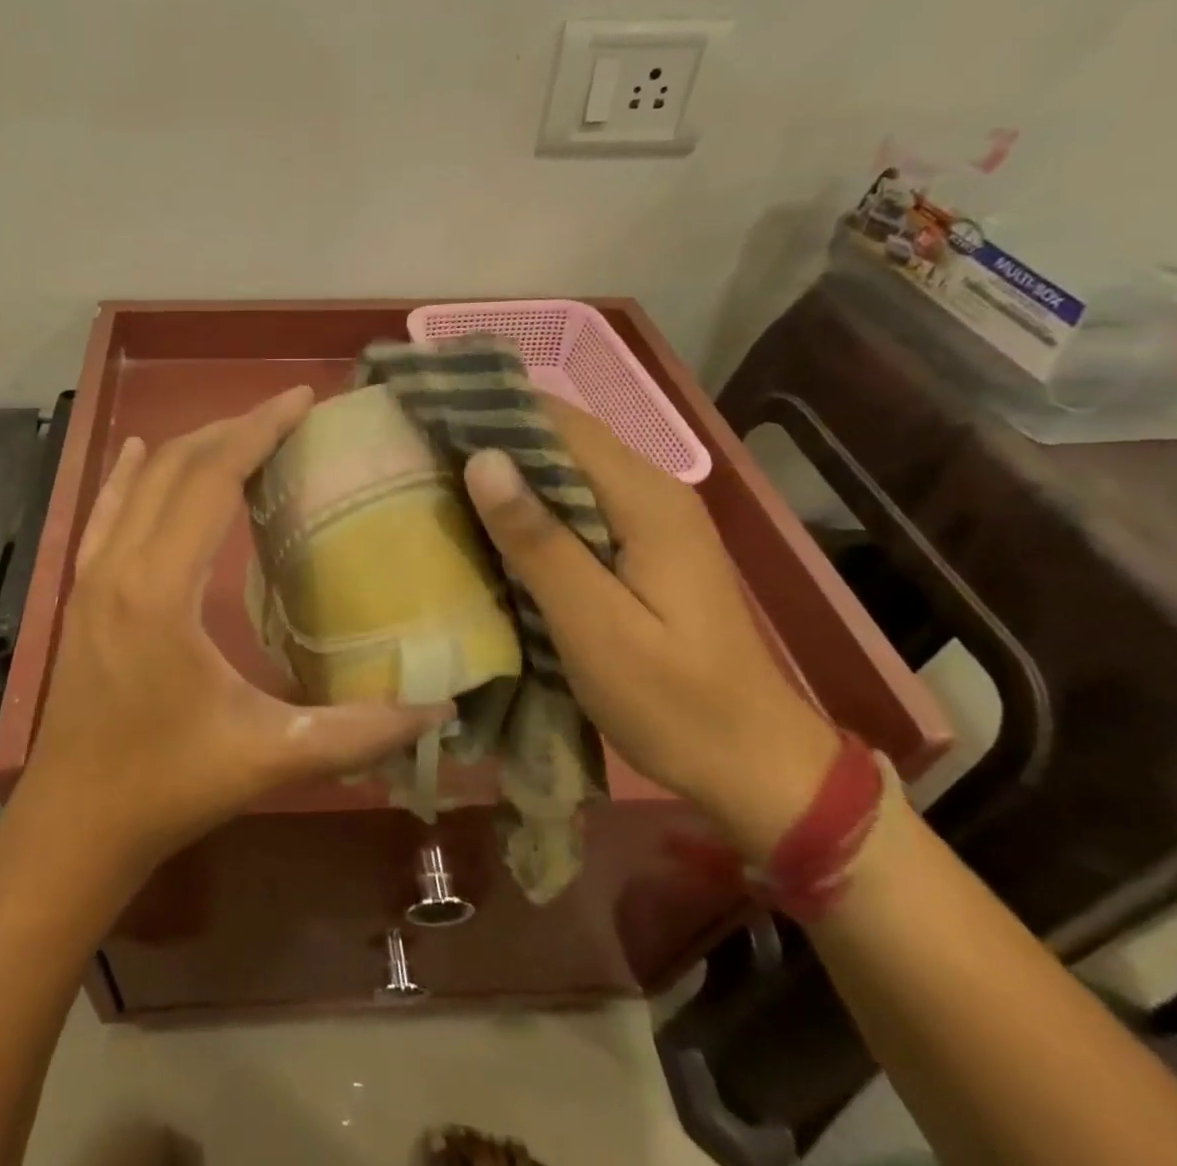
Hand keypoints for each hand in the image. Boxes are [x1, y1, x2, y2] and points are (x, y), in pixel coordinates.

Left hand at [19, 386, 452, 875]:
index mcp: (160, 588)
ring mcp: (90, 576)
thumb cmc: (168, 786)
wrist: (73, 825)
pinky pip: (102, 513)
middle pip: (178, 467)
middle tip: (288, 411)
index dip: (259, 430)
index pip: (212, 478)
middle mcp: (119, 565)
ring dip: (191, 447)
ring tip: (241, 429)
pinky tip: (139, 450)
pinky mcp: (79, 592)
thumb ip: (359, 731)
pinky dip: (128, 474)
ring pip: (141, 483)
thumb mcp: (270, 757)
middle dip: (234, 428)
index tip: (302, 398)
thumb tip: (442, 708)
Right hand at [462, 397, 839, 857]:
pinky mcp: (644, 548)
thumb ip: (539, 542)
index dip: (497, 410)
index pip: (562, 424)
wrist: (754, 765)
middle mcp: (653, 493)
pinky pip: (578, 507)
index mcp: (646, 500)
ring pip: (568, 474)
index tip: (433, 413)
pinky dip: (532, 508)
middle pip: (565, 442)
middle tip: (422, 450)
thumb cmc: (674, 703)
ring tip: (438, 478)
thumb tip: (483, 459)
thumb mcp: (596, 627)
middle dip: (496, 438)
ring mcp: (652, 521)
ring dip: (510, 474)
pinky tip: (490, 524)